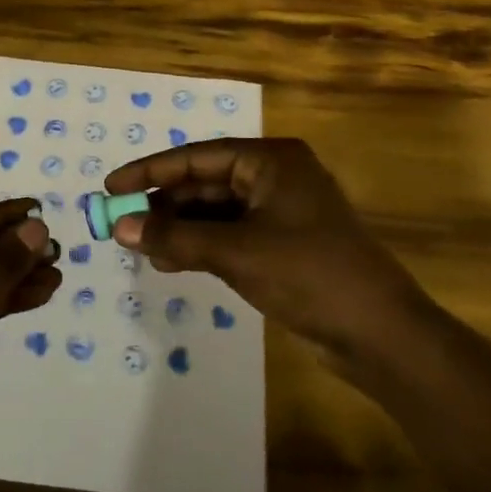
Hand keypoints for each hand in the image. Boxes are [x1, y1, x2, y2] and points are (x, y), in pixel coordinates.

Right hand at [104, 138, 432, 358]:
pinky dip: (200, 246)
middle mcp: (275, 177)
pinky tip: (171, 263)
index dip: (150, 171)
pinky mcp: (282, 245)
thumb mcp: (235, 252)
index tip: (111, 187)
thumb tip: (120, 227)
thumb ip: (175, 237)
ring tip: (143, 250)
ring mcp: (281, 212)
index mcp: (271, 161)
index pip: (197, 157)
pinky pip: (229, 235)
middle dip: (164, 205)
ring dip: (179, 229)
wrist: (379, 334)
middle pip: (205, 183)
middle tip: (123, 225)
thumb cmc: (309, 274)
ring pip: (215, 212)